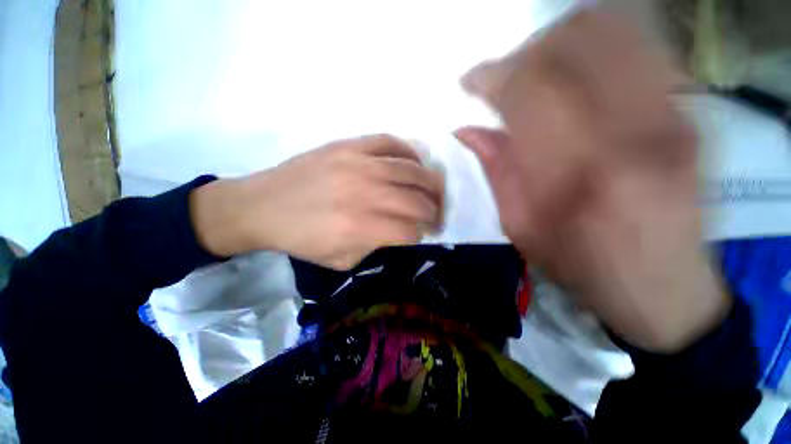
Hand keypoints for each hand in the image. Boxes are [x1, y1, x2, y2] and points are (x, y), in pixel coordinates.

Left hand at [190, 134, 443, 269]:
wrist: (262, 206)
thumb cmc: (301, 239)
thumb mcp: (341, 260)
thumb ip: (376, 247)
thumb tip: (400, 231)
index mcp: (362, 227)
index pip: (411, 231)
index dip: (422, 235)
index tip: (423, 234)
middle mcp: (366, 193)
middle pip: (418, 201)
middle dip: (435, 211)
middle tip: (437, 215)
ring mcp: (359, 164)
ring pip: (413, 171)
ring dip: (431, 184)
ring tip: (434, 192)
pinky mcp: (349, 145)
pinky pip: (391, 143)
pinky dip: (410, 154)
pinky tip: (413, 165)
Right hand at [455, 11, 728, 352]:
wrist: (662, 287)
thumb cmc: (580, 265)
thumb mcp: (519, 225)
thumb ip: (494, 168)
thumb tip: (465, 129)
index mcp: (573, 172)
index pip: (525, 88)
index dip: (490, 75)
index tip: (470, 82)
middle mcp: (631, 130)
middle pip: (570, 42)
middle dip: (523, 53)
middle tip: (503, 78)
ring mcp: (672, 113)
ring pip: (610, 31)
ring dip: (559, 42)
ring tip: (537, 70)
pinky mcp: (690, 111)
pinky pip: (641, 47)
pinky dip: (598, 45)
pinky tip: (577, 73)